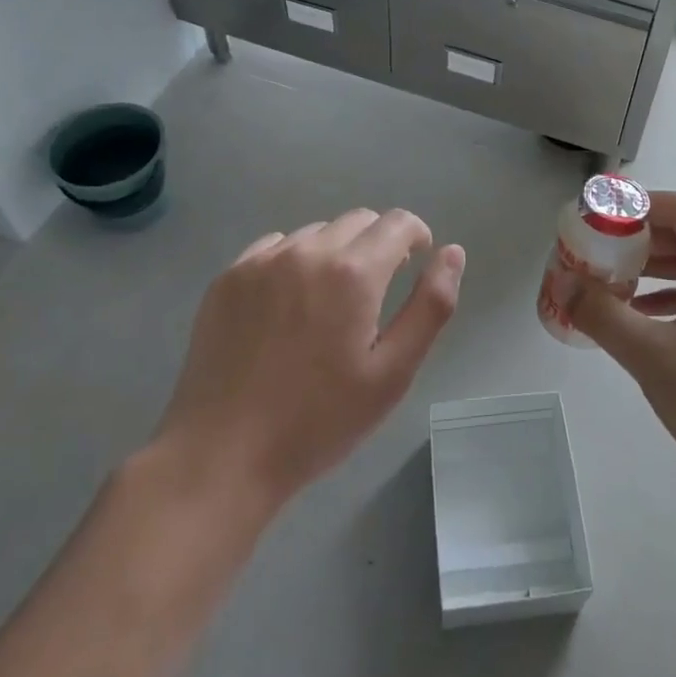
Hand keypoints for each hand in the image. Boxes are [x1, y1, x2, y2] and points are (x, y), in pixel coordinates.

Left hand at [153, 209, 464, 510]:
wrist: (222, 455)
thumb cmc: (319, 420)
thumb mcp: (393, 372)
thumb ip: (431, 306)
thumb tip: (452, 253)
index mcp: (352, 273)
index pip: (397, 223)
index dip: (416, 237)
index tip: (415, 263)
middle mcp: (307, 251)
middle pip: (358, 220)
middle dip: (378, 243)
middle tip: (375, 292)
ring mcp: (261, 261)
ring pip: (316, 233)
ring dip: (335, 252)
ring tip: (328, 303)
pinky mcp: (228, 277)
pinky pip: (274, 247)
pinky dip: (294, 261)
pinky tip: (287, 306)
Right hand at [570, 191, 675, 509]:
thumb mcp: (652, 357)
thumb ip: (602, 314)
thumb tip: (563, 282)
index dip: (635, 206)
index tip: (593, 218)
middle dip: (636, 240)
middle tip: (591, 251)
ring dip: (650, 268)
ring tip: (604, 279)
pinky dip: (668, 295)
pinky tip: (636, 314)